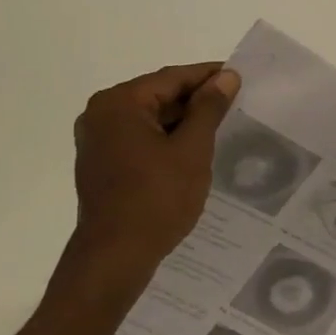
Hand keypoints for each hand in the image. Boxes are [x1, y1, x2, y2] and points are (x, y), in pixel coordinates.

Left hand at [54, 62, 240, 305]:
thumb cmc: (156, 199)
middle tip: (234, 104)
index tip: (239, 77)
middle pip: (157, 95)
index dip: (208, 76)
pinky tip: (191, 150)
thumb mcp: (191, 150)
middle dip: (195, 100)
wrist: (114, 258)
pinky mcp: (100, 163)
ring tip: (219, 126)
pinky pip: (138, 138)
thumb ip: (209, 108)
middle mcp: (101, 114)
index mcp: (119, 103)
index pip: (172, 78)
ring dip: (181, 121)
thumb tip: (226, 76)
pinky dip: (164, 139)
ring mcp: (96, 140)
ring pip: (148, 118)